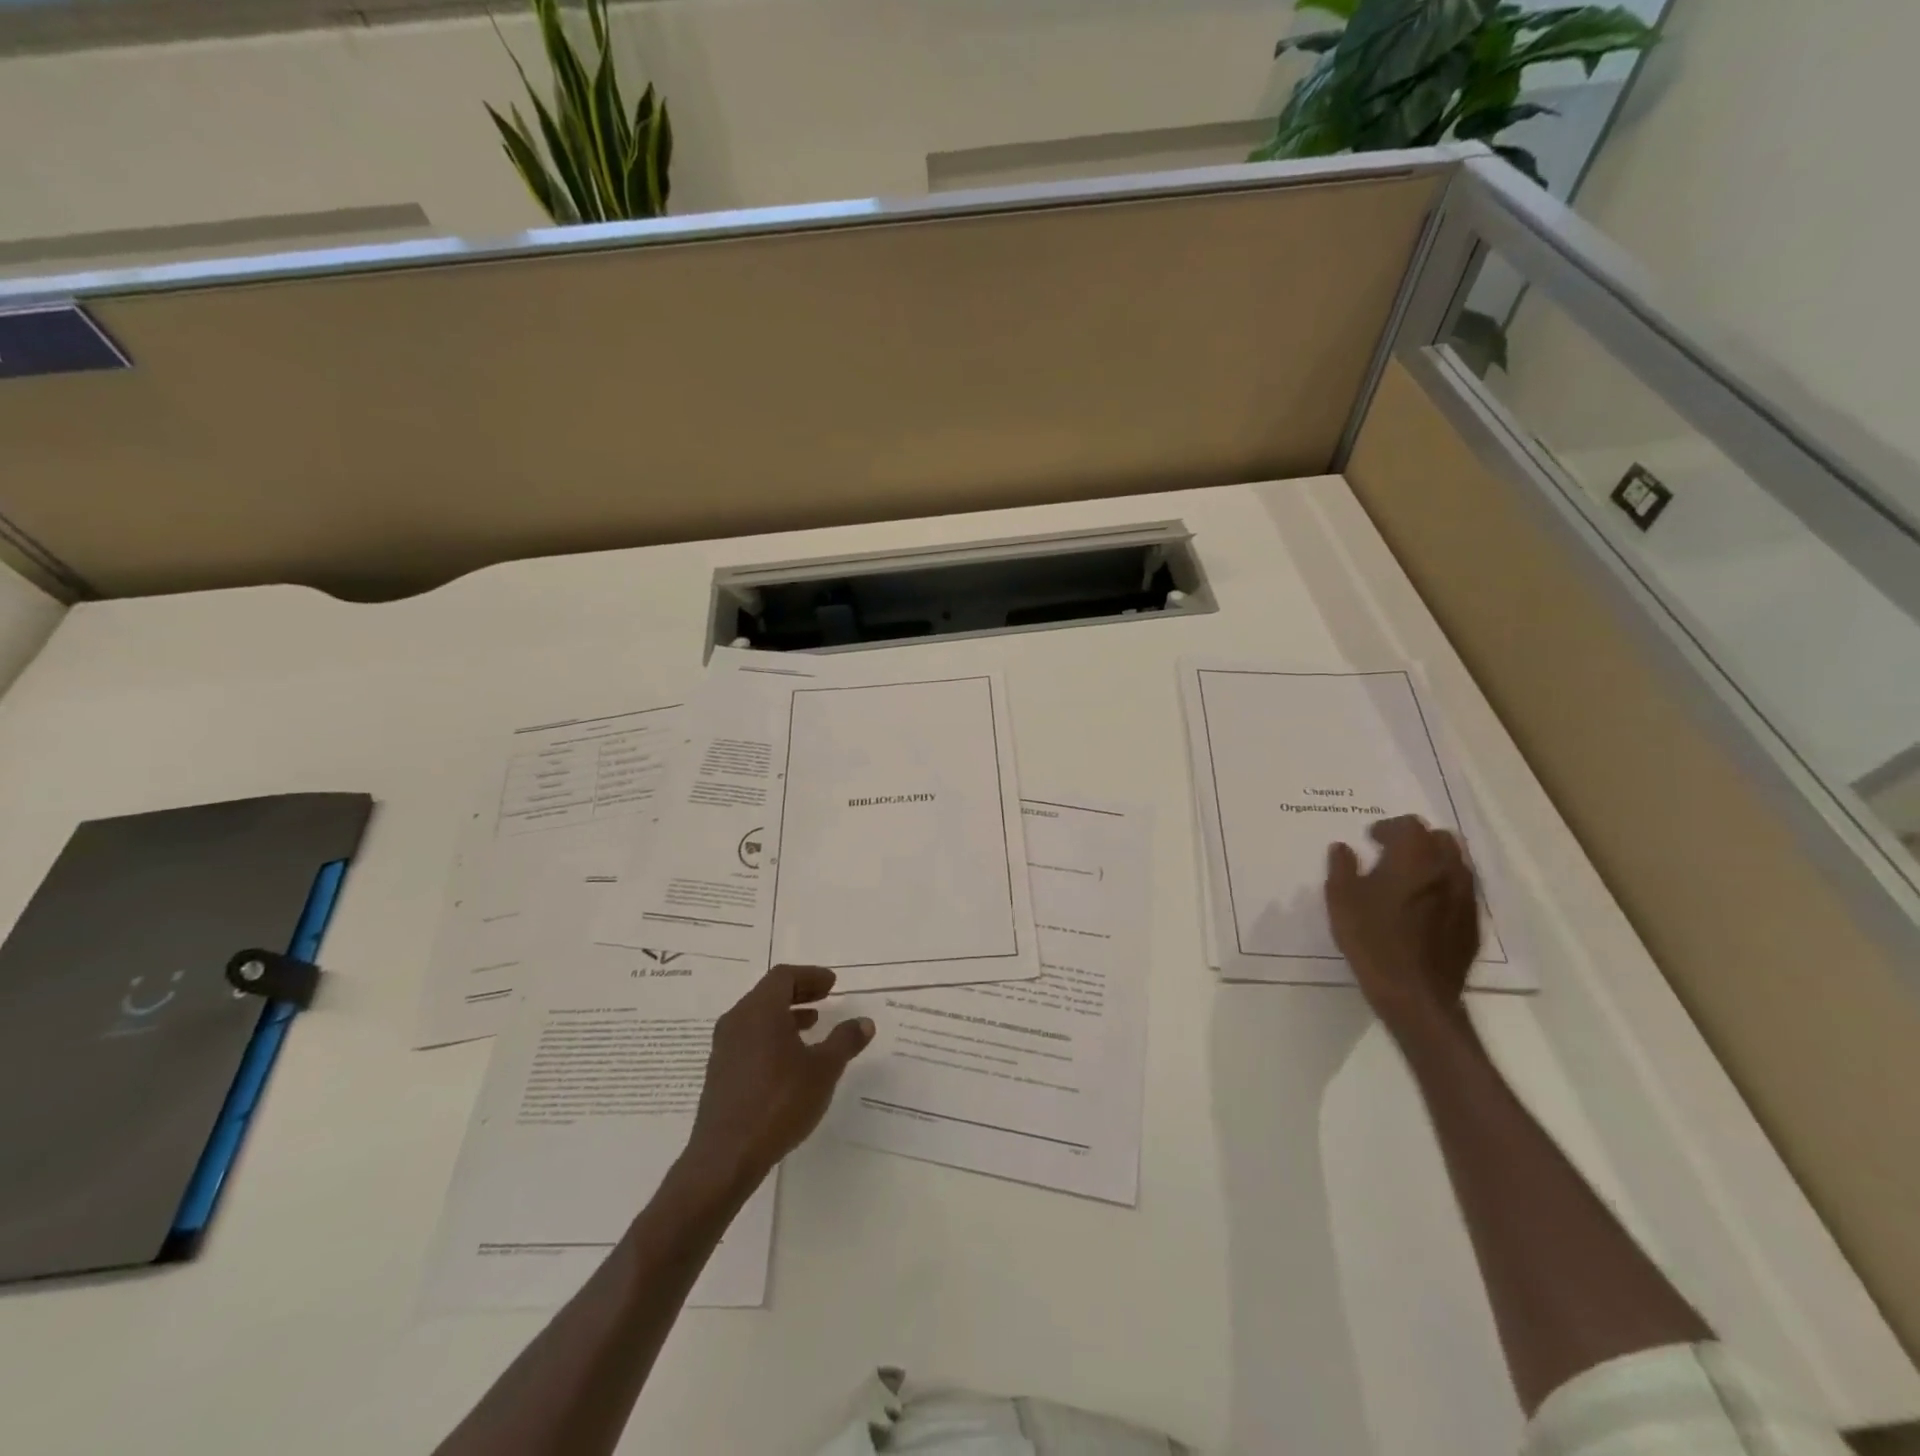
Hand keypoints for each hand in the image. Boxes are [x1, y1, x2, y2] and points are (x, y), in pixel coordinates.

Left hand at [682, 965, 873, 1192]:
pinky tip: (789, 1059)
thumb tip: (864, 1022)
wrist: (726, 1156)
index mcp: (760, 1011)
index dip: (810, 976)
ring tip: (811, 1026)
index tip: (832, 984)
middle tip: (825, 997)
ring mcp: (724, 1047)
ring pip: (757, 1017)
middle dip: (799, 992)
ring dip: (785, 1015)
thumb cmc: (779, 1102)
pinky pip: (748, 1038)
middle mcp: (737, 1021)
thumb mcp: (823, 1070)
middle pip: (769, 993)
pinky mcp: (719, 1072)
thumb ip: (845, 1041)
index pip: (784, 976)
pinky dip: (771, 1035)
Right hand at [1325, 815, 1480, 1040]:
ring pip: (1456, 864)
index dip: (1388, 827)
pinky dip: (1444, 888)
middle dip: (1417, 840)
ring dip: (1434, 862)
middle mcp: (1447, 870)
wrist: (1414, 992)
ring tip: (1409, 879)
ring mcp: (1466, 897)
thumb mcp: (1341, 899)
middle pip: (1441, 838)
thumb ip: (1342, 866)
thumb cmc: (1371, 938)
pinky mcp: (1472, 923)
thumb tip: (1343, 847)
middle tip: (1392, 854)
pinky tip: (1423, 907)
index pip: (1409, 824)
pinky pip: (1462, 891)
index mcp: (1414, 858)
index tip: (1370, 840)